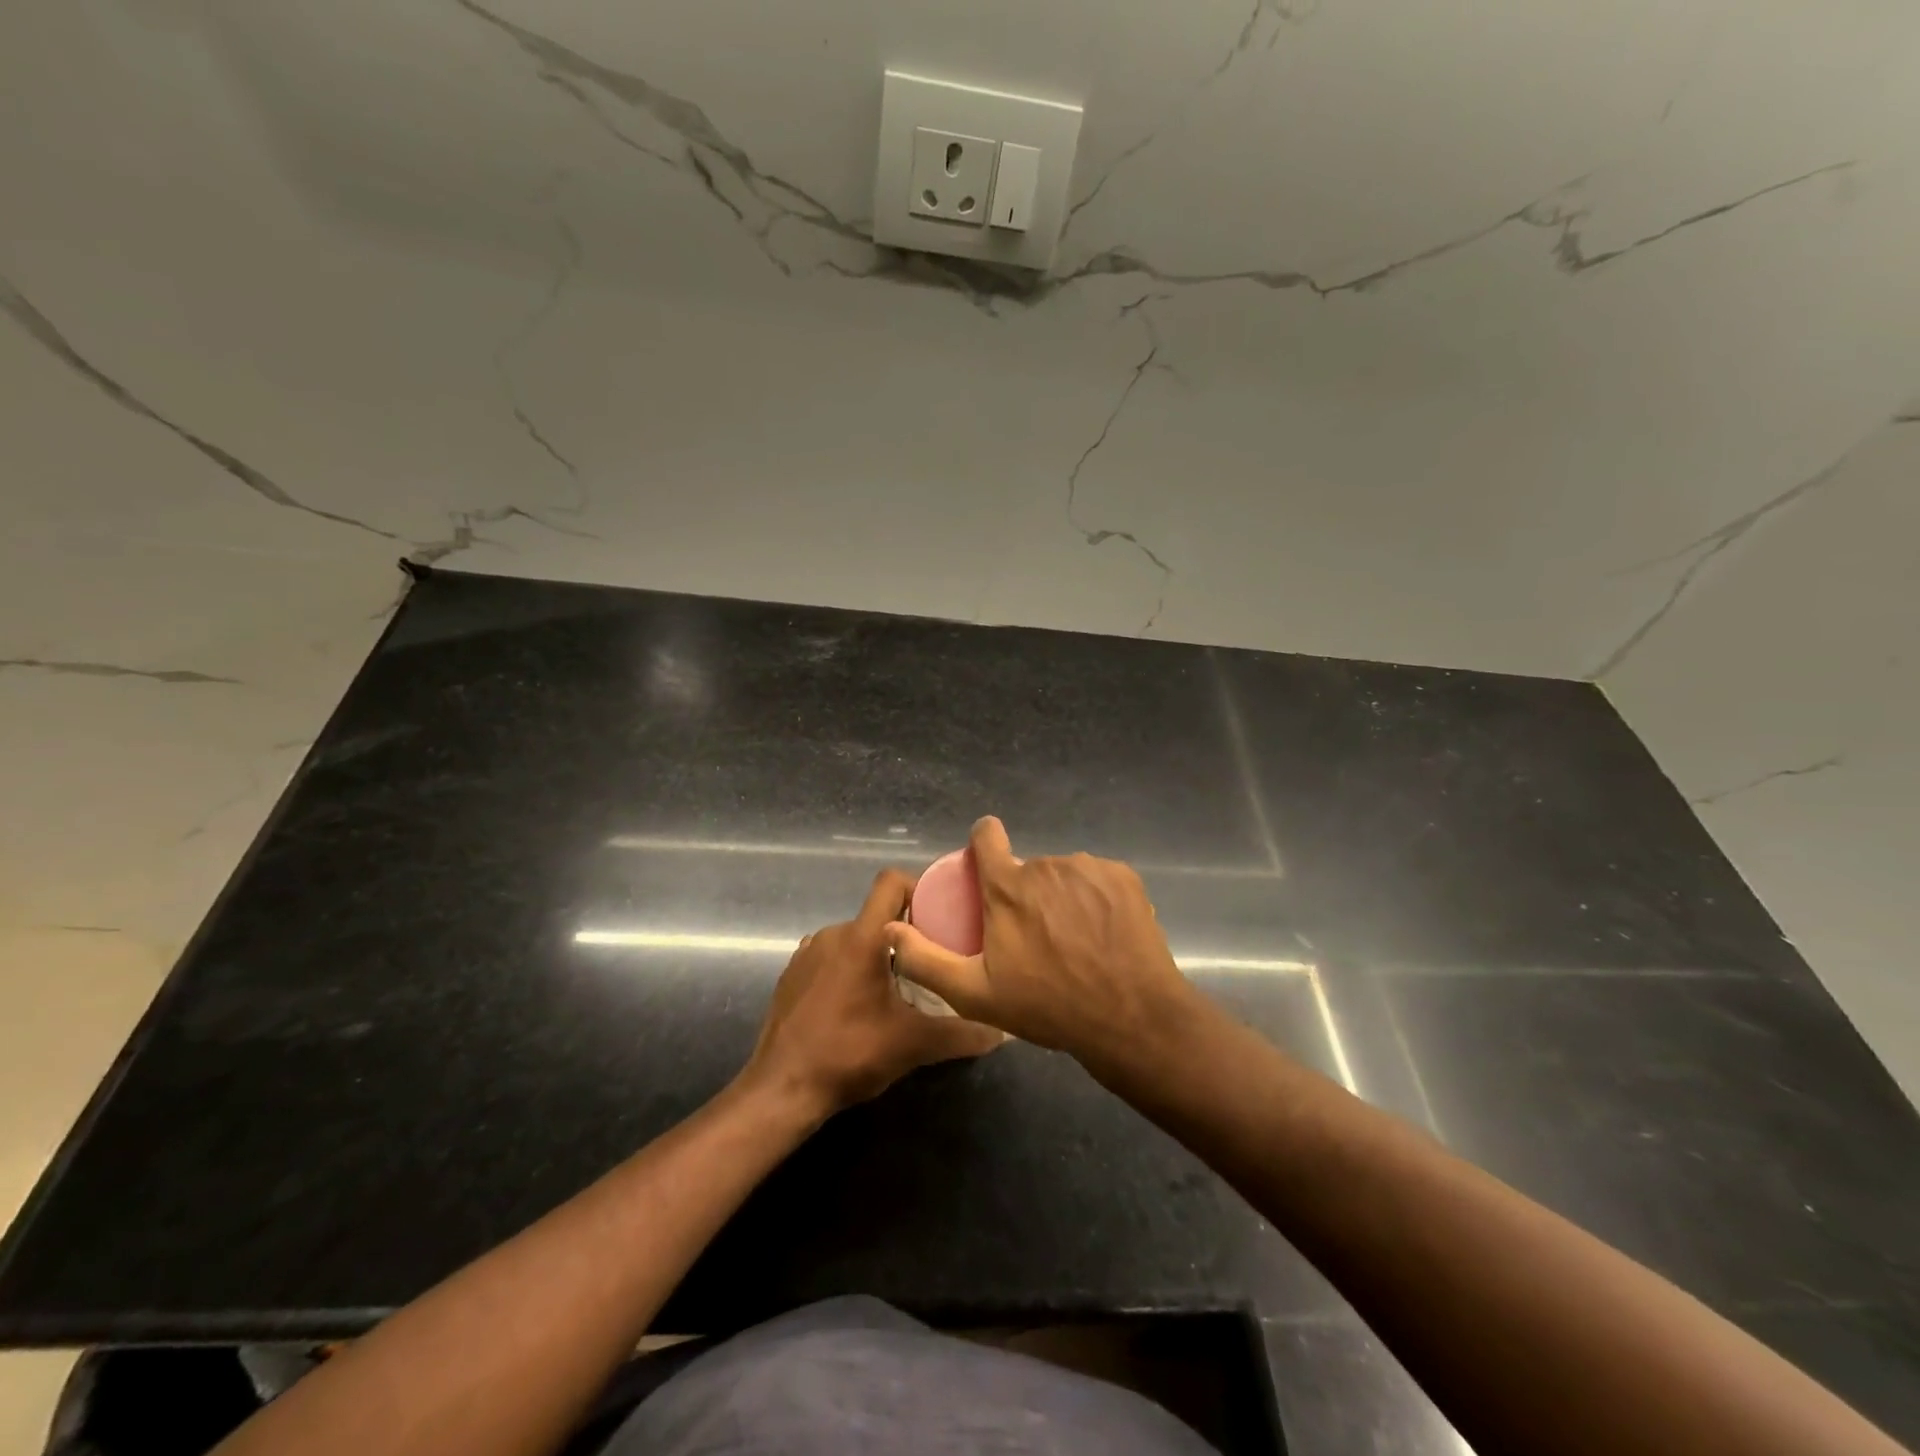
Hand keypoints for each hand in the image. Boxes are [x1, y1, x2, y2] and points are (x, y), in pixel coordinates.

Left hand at [742, 868, 1005, 1118]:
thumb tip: (1002, 1032)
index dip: (918, 888)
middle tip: (928, 965)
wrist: (781, 1090)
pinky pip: (829, 957)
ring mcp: (807, 953)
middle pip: (877, 916)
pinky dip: (847, 970)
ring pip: (853, 938)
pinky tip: (856, 1005)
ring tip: (895, 990)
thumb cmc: (849, 1053)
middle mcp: (832, 934)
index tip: (938, 916)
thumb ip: (960, 1033)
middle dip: (904, 935)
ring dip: (875, 955)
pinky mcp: (791, 974)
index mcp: (862, 938)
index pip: (891, 882)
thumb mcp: (912, 1044)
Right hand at [885, 817, 1203, 1073]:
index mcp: (1008, 886)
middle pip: (1027, 867)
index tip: (985, 867)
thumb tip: (889, 928)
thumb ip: (926, 959)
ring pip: (1063, 874)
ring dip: (1061, 896)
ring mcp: (1089, 868)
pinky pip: (1097, 878)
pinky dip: (1095, 898)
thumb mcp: (976, 994)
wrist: (1130, 1018)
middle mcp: (1046, 865)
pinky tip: (1102, 933)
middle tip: (1036, 936)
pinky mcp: (1122, 877)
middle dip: (1026, 892)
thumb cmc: (1048, 1006)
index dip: (982, 845)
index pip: (987, 835)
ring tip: (1072, 940)